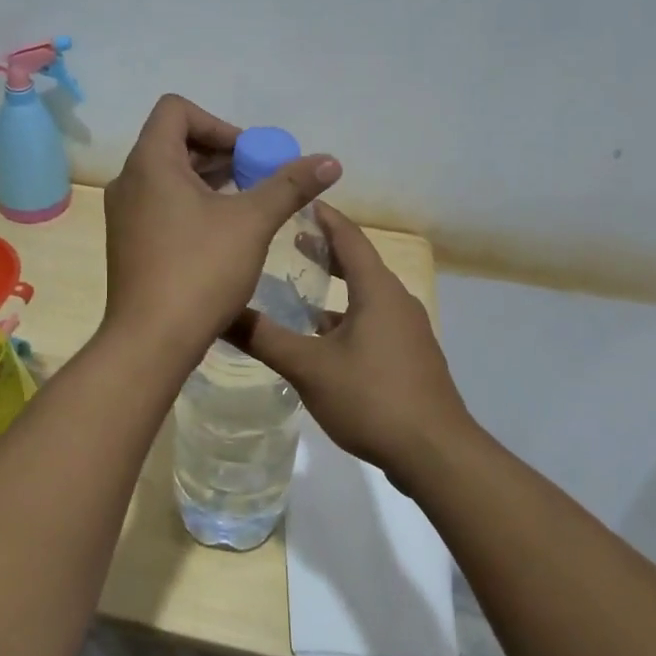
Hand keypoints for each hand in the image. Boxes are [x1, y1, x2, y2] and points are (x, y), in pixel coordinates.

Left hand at [102, 95, 340, 358]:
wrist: (150, 341)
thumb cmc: (200, 271)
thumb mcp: (252, 223)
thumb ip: (289, 186)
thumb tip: (330, 161)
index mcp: (149, 162)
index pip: (176, 110)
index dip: (218, 124)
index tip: (249, 156)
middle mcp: (129, 180)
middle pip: (174, 142)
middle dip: (221, 155)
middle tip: (258, 179)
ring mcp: (124, 214)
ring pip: (168, 177)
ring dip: (209, 181)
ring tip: (247, 206)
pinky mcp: (128, 242)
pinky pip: (161, 204)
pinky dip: (192, 205)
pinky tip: (223, 234)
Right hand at [233, 202, 473, 482]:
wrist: (436, 454)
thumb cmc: (372, 398)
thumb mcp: (308, 368)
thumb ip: (264, 338)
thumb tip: (219, 313)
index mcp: (377, 291)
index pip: (349, 237)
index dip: (323, 217)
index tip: (297, 200)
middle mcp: (397, 302)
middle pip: (359, 263)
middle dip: (325, 249)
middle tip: (288, 238)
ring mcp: (407, 331)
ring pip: (365, 296)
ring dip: (335, 287)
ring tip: (299, 287)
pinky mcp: (409, 358)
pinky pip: (373, 322)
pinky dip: (346, 317)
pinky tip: (321, 339)